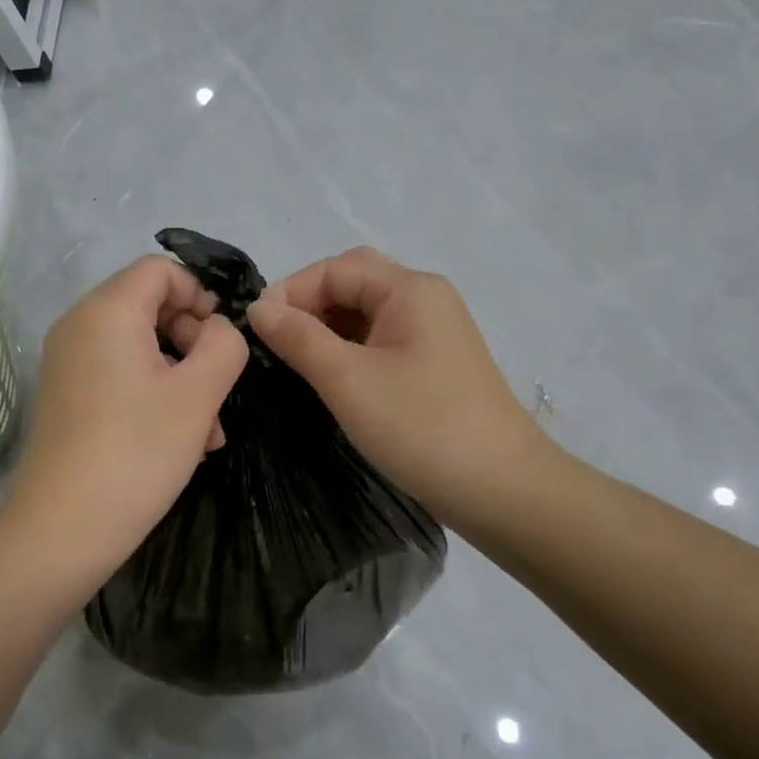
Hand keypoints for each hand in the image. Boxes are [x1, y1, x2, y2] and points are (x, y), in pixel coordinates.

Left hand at [7, 256, 248, 580]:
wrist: (64, 528)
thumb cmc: (138, 452)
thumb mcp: (199, 394)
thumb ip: (224, 345)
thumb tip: (217, 328)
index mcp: (107, 311)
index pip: (161, 270)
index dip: (200, 294)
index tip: (223, 340)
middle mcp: (79, 325)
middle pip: (150, 306)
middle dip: (194, 343)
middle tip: (219, 390)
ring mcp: (68, 362)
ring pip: (140, 348)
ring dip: (181, 377)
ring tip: (209, 431)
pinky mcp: (67, 395)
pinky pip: (119, 375)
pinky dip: (153, 394)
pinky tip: (181, 441)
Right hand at [247, 247, 556, 525]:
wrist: (502, 489)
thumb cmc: (422, 428)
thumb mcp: (349, 380)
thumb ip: (299, 338)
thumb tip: (259, 308)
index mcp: (411, 290)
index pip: (336, 268)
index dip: (291, 291)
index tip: (256, 330)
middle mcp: (425, 300)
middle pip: (354, 283)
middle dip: (309, 306)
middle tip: (275, 342)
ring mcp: (433, 333)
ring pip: (366, 314)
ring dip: (327, 329)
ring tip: (294, 363)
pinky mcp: (434, 365)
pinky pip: (381, 341)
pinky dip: (348, 350)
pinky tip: (329, 378)